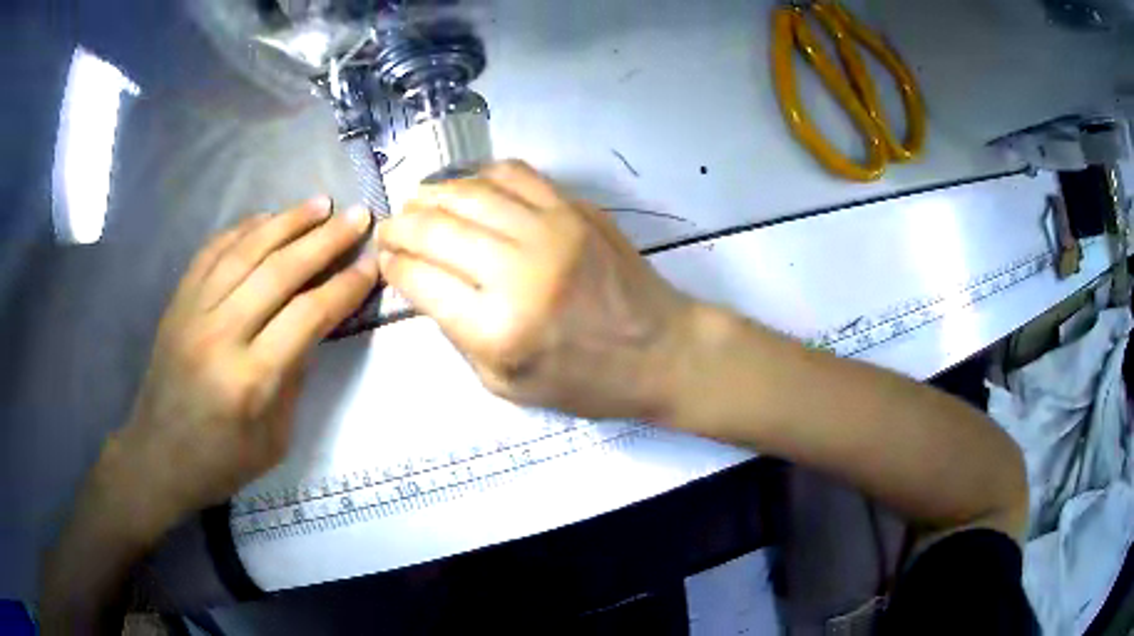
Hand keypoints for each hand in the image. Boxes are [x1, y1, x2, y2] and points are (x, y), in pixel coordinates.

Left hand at [112, 198, 378, 531]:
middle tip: (357, 216)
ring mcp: (193, 312)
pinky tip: (266, 218)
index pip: (307, 317)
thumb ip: (293, 379)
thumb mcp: (274, 439)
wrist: (158, 456)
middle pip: (279, 272)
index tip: (372, 263)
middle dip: (324, 240)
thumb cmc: (221, 461)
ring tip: (320, 204)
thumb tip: (311, 326)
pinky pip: (212, 252)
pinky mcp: (178, 302)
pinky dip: (242, 229)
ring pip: (245, 251)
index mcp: (250, 380)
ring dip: (286, 221)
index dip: (343, 287)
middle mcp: (220, 334)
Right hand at [374, 160, 694, 419]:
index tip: (384, 259)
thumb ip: (458, 334)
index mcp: (498, 329)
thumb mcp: (506, 383)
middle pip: (436, 229)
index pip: (420, 279)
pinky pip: (515, 174)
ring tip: (418, 203)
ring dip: (432, 194)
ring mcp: (552, 230)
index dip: (392, 265)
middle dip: (401, 226)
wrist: (661, 350)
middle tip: (390, 229)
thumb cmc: (585, 381)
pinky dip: (481, 175)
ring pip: (470, 193)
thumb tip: (424, 282)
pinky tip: (468, 187)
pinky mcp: (576, 209)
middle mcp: (519, 271)